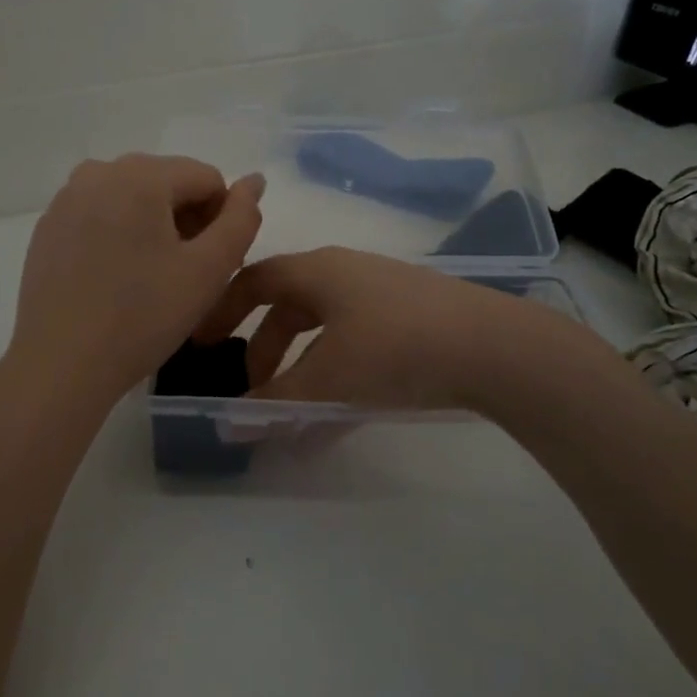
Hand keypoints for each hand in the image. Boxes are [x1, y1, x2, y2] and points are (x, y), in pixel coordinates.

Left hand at [8, 154, 265, 401]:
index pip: (208, 177)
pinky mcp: (49, 225)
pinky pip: (102, 213)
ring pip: (134, 196)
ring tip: (153, 277)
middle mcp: (99, 171)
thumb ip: (241, 219)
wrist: (60, 365)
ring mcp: (67, 197)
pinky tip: (117, 277)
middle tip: (186, 274)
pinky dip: (121, 233)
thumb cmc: (142, 317)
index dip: (223, 219)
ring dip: (156, 226)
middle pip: (168, 181)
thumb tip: (254, 180)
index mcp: (140, 175)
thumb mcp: (208, 271)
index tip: (213, 264)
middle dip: (188, 219)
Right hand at [193, 246, 529, 411]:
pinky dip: (336, 372)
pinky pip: (354, 341)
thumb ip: (275, 402)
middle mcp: (345, 272)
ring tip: (293, 410)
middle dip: (263, 348)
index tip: (202, 344)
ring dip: (300, 366)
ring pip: (323, 327)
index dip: (222, 309)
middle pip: (287, 305)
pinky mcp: (410, 318)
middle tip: (252, 389)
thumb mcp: (328, 379)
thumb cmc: (395, 348)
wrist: (495, 347)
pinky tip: (337, 416)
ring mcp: (381, 293)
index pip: (253, 280)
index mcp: (317, 271)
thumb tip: (229, 424)